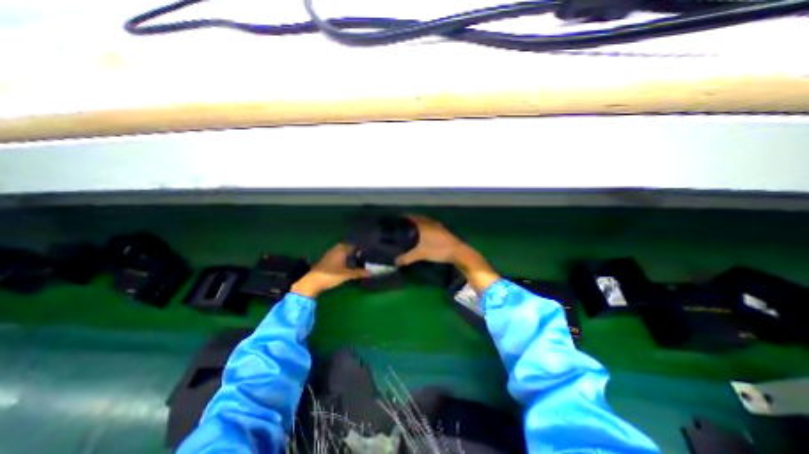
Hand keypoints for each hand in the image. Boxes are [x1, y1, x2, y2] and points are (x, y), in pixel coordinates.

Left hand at [289, 245, 368, 298]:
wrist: (312, 282)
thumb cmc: (330, 276)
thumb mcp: (346, 275)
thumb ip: (359, 273)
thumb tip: (371, 273)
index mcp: (342, 249)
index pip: (355, 245)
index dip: (363, 248)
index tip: (371, 251)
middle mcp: (336, 248)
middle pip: (350, 247)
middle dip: (357, 251)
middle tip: (367, 256)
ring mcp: (331, 253)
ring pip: (344, 251)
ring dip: (351, 254)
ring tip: (360, 259)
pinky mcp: (327, 259)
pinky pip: (340, 254)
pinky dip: (345, 257)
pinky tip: (349, 263)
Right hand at [395, 215, 465, 265]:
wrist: (458, 252)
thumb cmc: (438, 249)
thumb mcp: (421, 254)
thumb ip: (407, 257)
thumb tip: (395, 262)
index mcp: (424, 224)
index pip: (412, 217)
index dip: (405, 217)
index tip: (398, 219)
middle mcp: (431, 222)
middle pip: (419, 218)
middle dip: (411, 221)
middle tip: (404, 226)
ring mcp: (438, 226)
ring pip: (426, 222)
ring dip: (420, 224)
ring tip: (413, 231)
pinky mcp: (444, 231)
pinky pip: (432, 227)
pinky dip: (426, 229)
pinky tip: (425, 237)